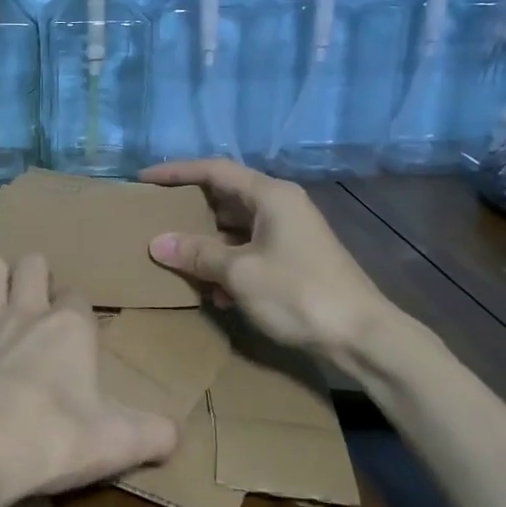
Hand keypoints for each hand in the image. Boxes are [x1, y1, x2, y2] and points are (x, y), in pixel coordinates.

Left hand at [0, 255, 177, 506]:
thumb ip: (153, 434)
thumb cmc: (51, 439)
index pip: (79, 297)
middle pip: (32, 264)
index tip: (78, 333)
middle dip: (35, 275)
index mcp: (70, 326)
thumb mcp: (117, 443)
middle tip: (36, 303)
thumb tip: (175, 435)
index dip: (79, 311)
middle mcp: (26, 309)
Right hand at [140, 159, 401, 362]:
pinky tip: (213, 291)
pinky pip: (248, 250)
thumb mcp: (240, 273)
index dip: (176, 172)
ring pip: (235, 227)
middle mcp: (280, 205)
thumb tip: (156, 243)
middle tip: (153, 216)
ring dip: (206, 242)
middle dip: (188, 209)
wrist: (362, 336)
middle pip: (224, 196)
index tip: (143, 180)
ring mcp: (289, 233)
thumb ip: (197, 254)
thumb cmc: (299, 293)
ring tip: (174, 256)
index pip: (214, 170)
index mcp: (270, 195)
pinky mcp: (293, 259)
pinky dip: (227, 263)